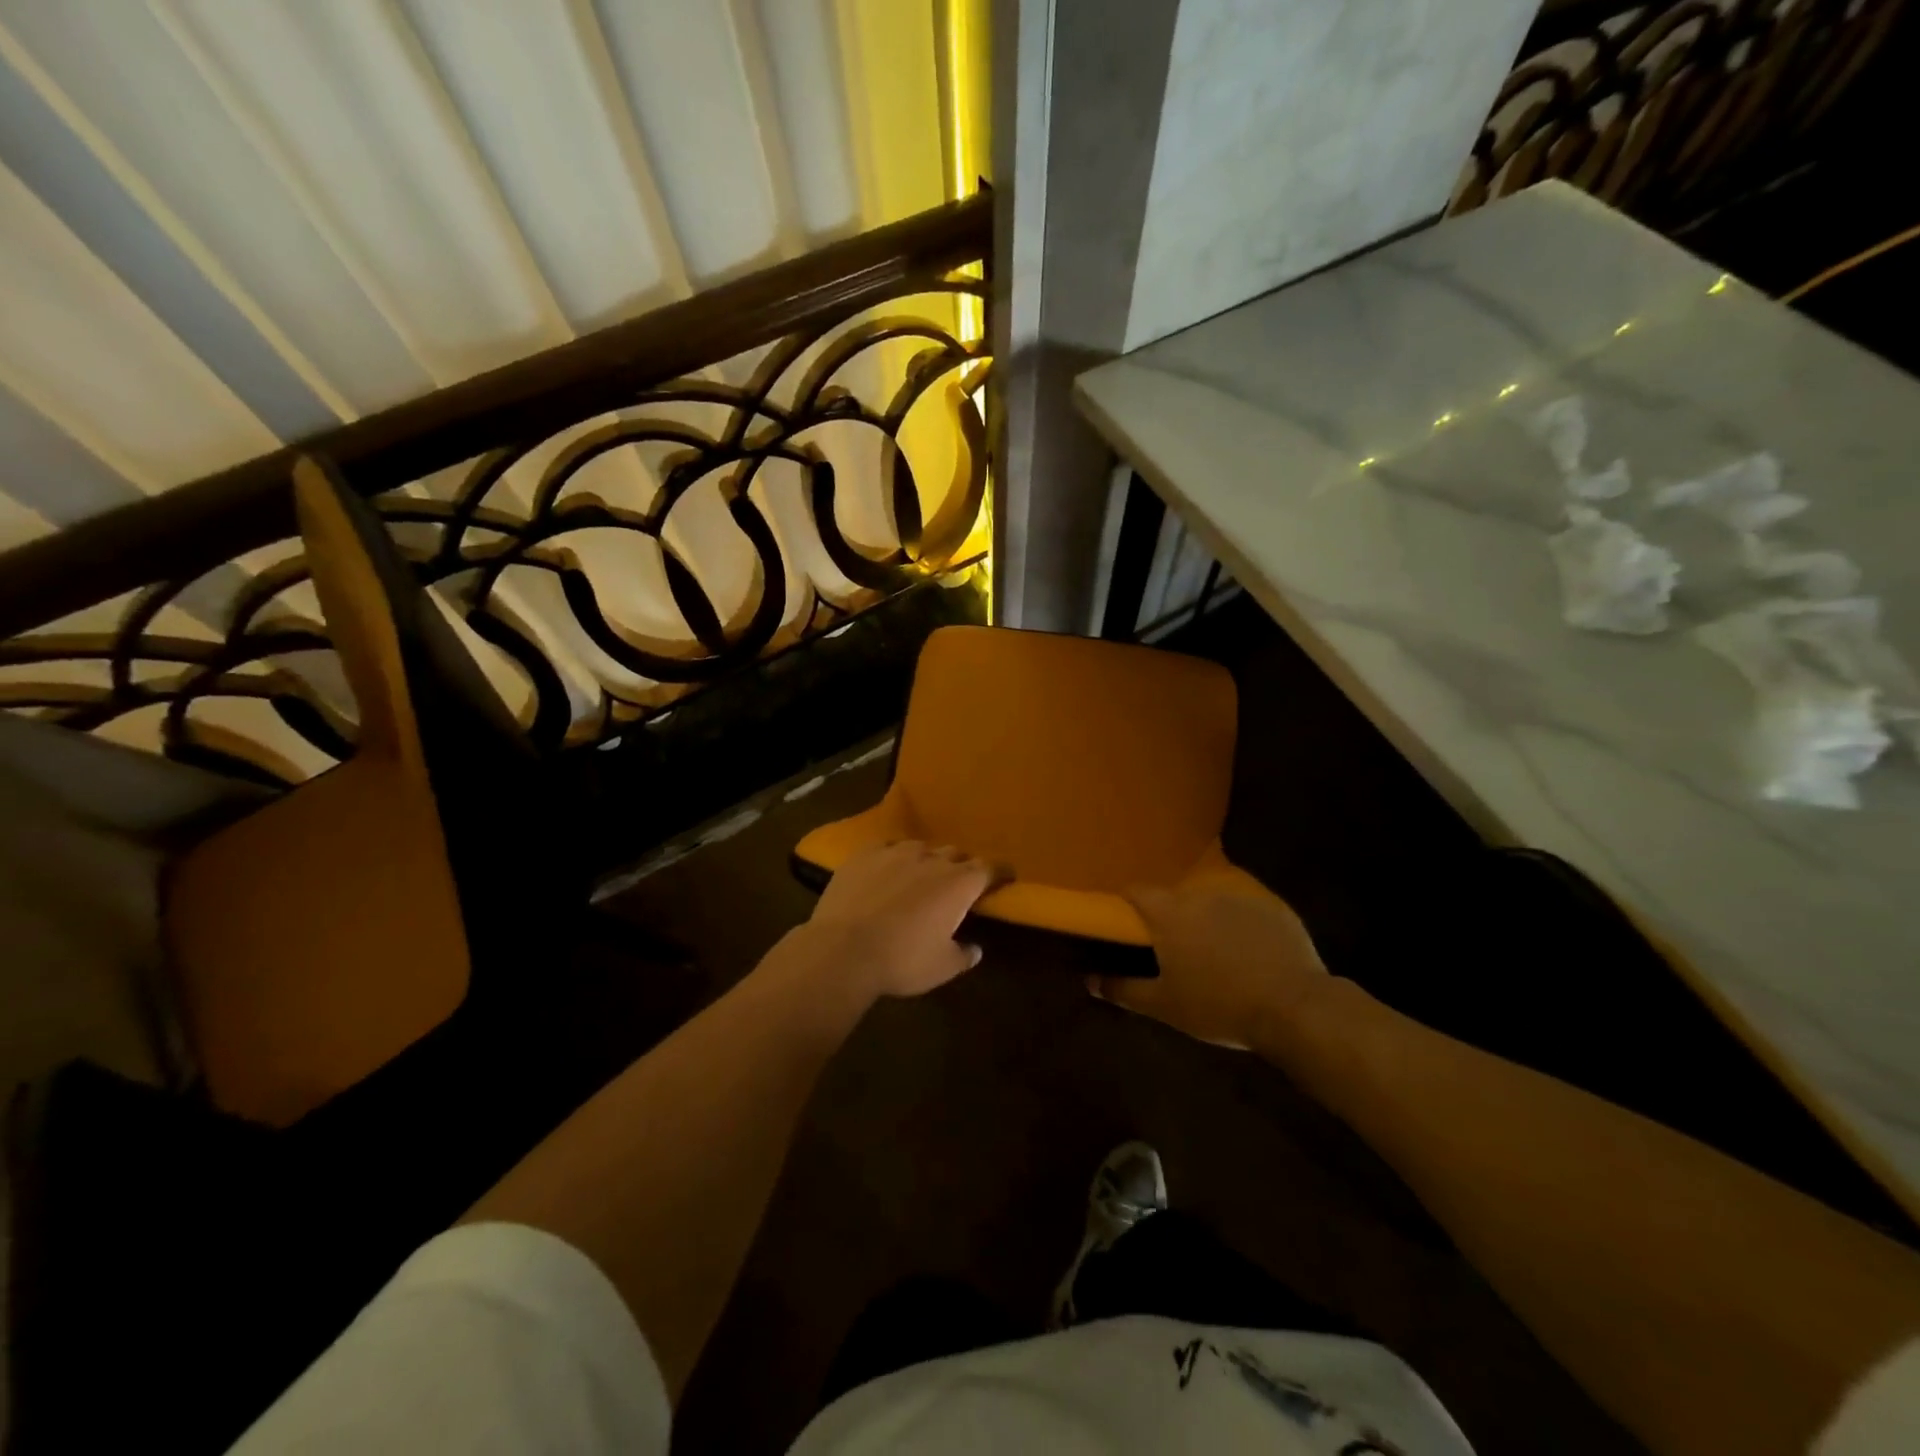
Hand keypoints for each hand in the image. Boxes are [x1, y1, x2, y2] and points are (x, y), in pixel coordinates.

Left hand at [795, 840, 997, 1000]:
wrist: (843, 949)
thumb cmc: (902, 960)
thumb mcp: (942, 967)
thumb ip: (963, 955)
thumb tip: (975, 949)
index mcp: (959, 883)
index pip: (990, 868)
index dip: (1000, 872)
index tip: (1005, 877)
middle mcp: (932, 859)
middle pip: (956, 854)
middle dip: (961, 866)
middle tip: (958, 884)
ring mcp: (896, 852)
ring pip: (921, 848)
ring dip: (927, 860)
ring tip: (920, 876)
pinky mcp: (865, 854)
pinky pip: (887, 848)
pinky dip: (894, 858)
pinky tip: (887, 870)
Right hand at [1090, 880, 1328, 1050]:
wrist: (1294, 1007)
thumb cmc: (1219, 1006)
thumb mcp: (1165, 1006)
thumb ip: (1124, 990)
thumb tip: (1090, 981)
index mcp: (1169, 914)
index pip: (1137, 890)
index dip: (1127, 901)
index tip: (1126, 920)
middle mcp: (1200, 895)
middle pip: (1175, 897)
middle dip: (1170, 916)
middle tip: (1173, 948)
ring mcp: (1239, 897)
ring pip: (1211, 902)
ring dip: (1206, 919)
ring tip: (1215, 952)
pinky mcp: (1272, 906)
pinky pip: (1245, 910)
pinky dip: (1241, 925)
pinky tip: (1251, 953)